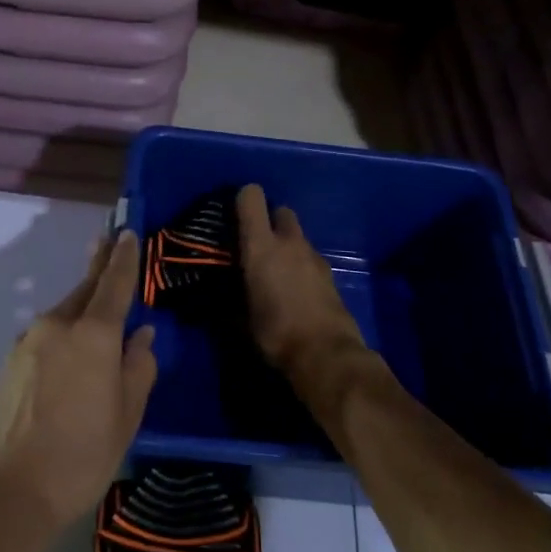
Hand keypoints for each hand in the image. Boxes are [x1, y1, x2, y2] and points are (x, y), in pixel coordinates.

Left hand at [0, 232, 158, 545]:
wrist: (7, 493)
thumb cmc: (80, 457)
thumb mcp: (126, 417)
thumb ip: (138, 369)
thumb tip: (142, 336)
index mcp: (93, 335)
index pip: (114, 283)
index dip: (124, 258)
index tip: (129, 233)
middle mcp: (57, 326)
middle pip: (85, 289)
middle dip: (100, 267)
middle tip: (110, 242)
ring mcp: (28, 342)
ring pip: (64, 314)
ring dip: (82, 306)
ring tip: (98, 314)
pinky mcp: (10, 362)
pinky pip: (46, 336)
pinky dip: (63, 333)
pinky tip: (69, 354)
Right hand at [237, 184, 369, 381]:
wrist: (326, 354)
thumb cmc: (276, 333)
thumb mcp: (241, 318)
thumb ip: (231, 296)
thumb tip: (220, 295)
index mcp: (262, 245)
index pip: (252, 197)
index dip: (243, 199)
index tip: (234, 214)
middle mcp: (289, 242)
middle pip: (281, 211)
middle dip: (270, 221)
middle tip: (259, 244)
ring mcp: (314, 256)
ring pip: (298, 237)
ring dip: (287, 246)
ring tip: (276, 272)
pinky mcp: (330, 274)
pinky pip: (310, 258)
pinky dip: (301, 266)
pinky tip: (295, 289)